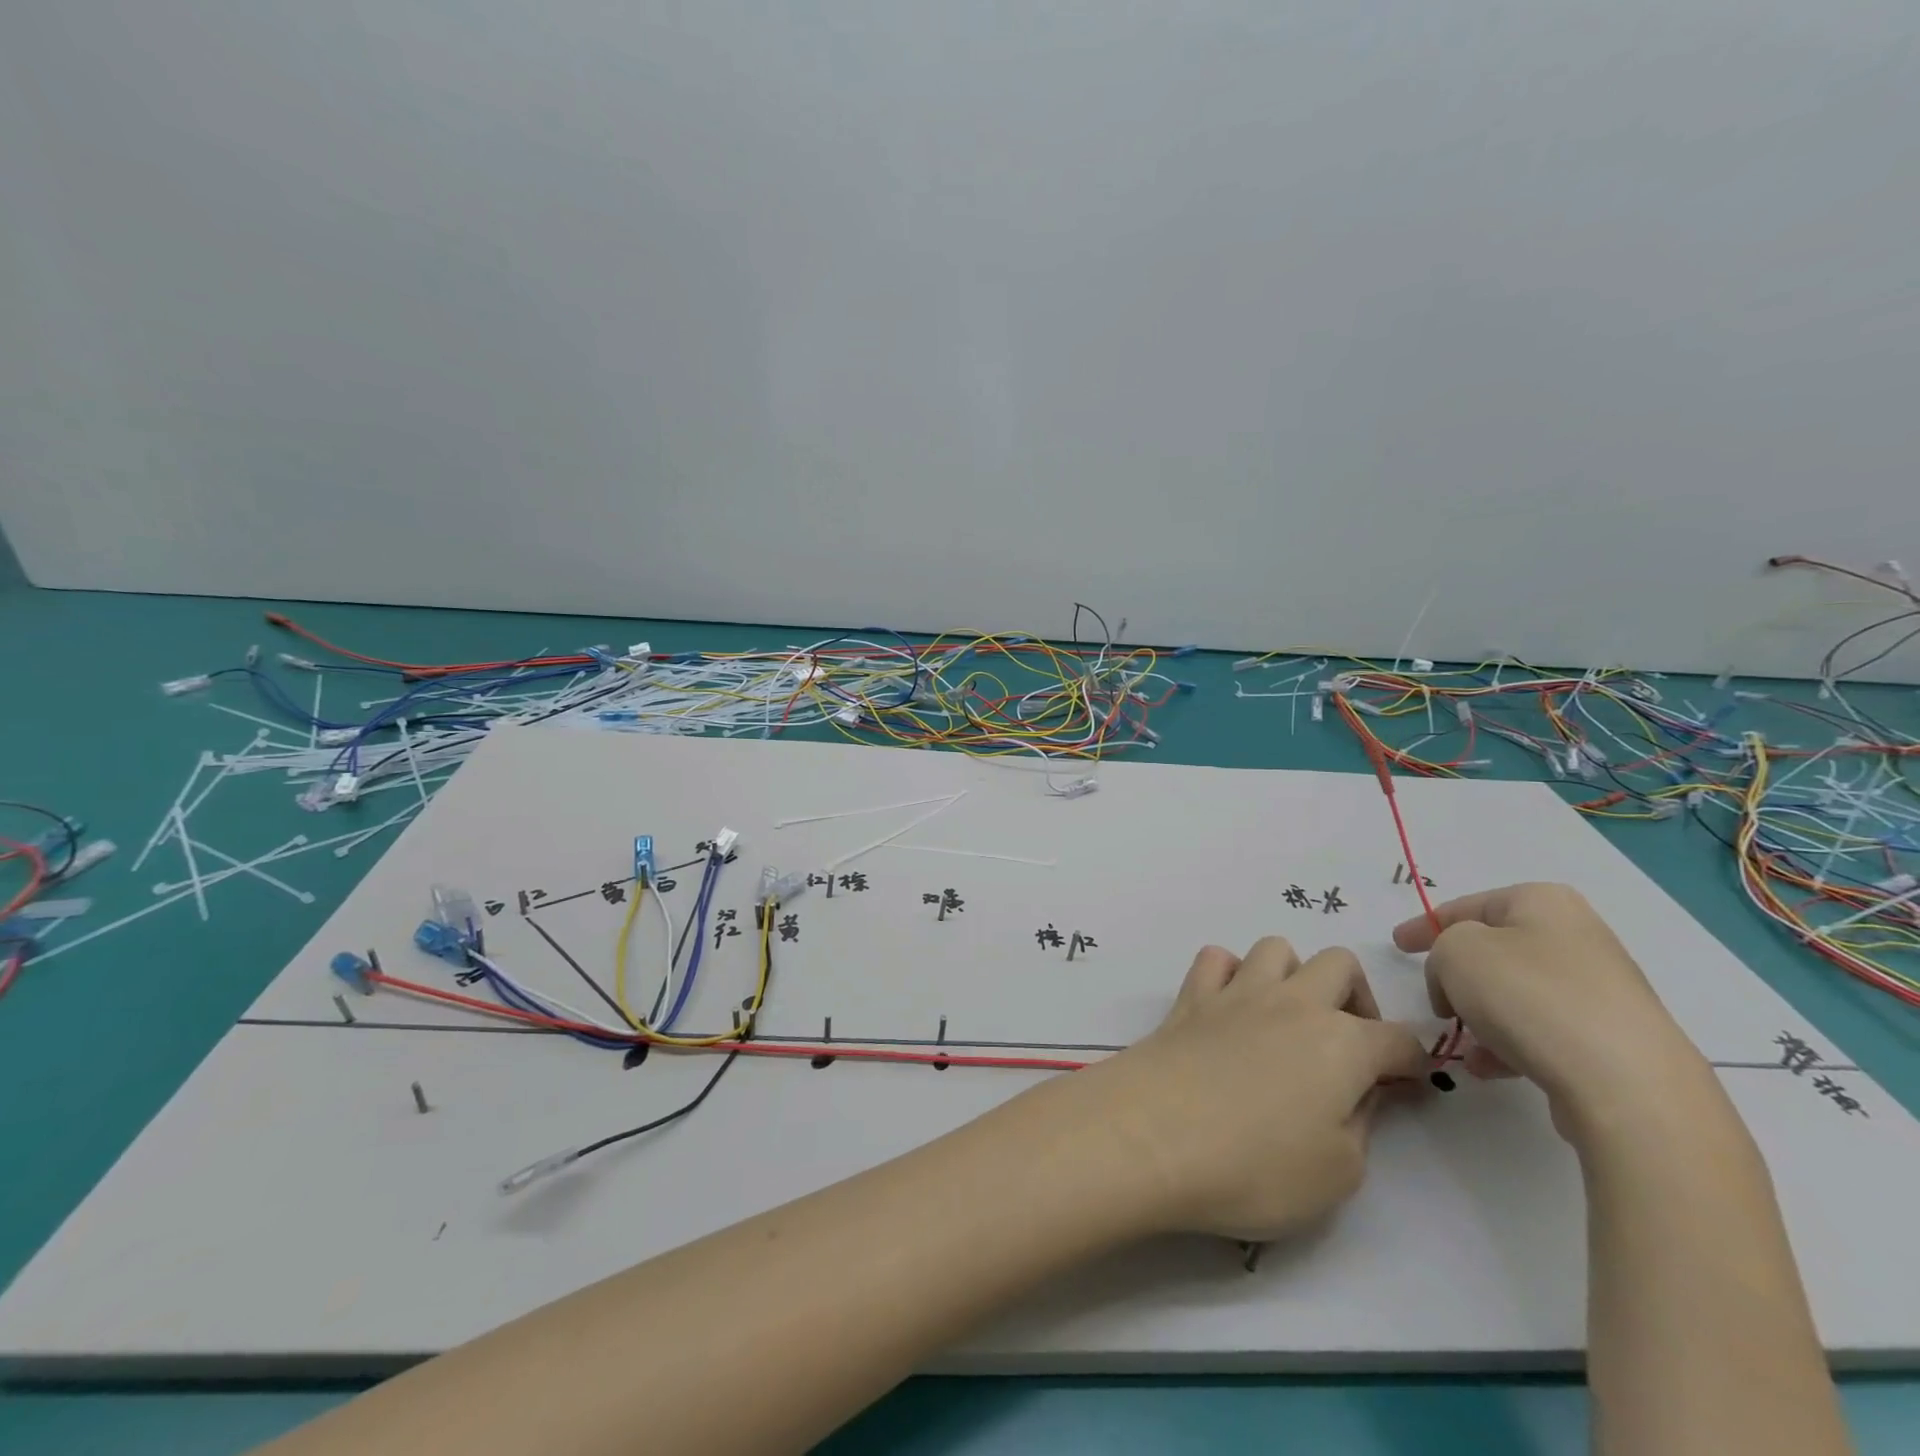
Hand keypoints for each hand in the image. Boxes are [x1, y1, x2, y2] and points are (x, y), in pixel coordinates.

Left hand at [1071, 937, 1427, 1241]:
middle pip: (1339, 964)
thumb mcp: (1338, 1173)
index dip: (1411, 1063)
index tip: (1407, 1088)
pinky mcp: (1190, 997)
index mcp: (1342, 1045)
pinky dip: (1228, 973)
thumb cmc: (1254, 1167)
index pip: (1399, 1039)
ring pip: (1275, 948)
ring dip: (1291, 975)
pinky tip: (1228, 1008)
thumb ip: (1361, 1125)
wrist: (1151, 1135)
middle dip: (1356, 998)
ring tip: (1286, 1020)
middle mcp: (1293, 1003)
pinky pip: (1215, 959)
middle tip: (1347, 1047)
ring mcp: (1236, 993)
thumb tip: (1361, 1093)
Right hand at [1392, 882, 1709, 1134]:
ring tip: (1462, 1043)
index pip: (1467, 906)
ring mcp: (1602, 990)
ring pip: (1517, 993)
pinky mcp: (1613, 1038)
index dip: (1425, 925)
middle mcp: (1578, 937)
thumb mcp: (1455, 954)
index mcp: (1543, 902)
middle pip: (1495, 949)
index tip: (1398, 946)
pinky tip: (1490, 1068)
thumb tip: (1461, 977)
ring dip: (1481, 1014)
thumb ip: (1441, 950)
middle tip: (1436, 997)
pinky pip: (1542, 1029)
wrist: (1626, 1085)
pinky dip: (1509, 1042)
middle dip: (1458, 975)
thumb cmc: (1529, 997)